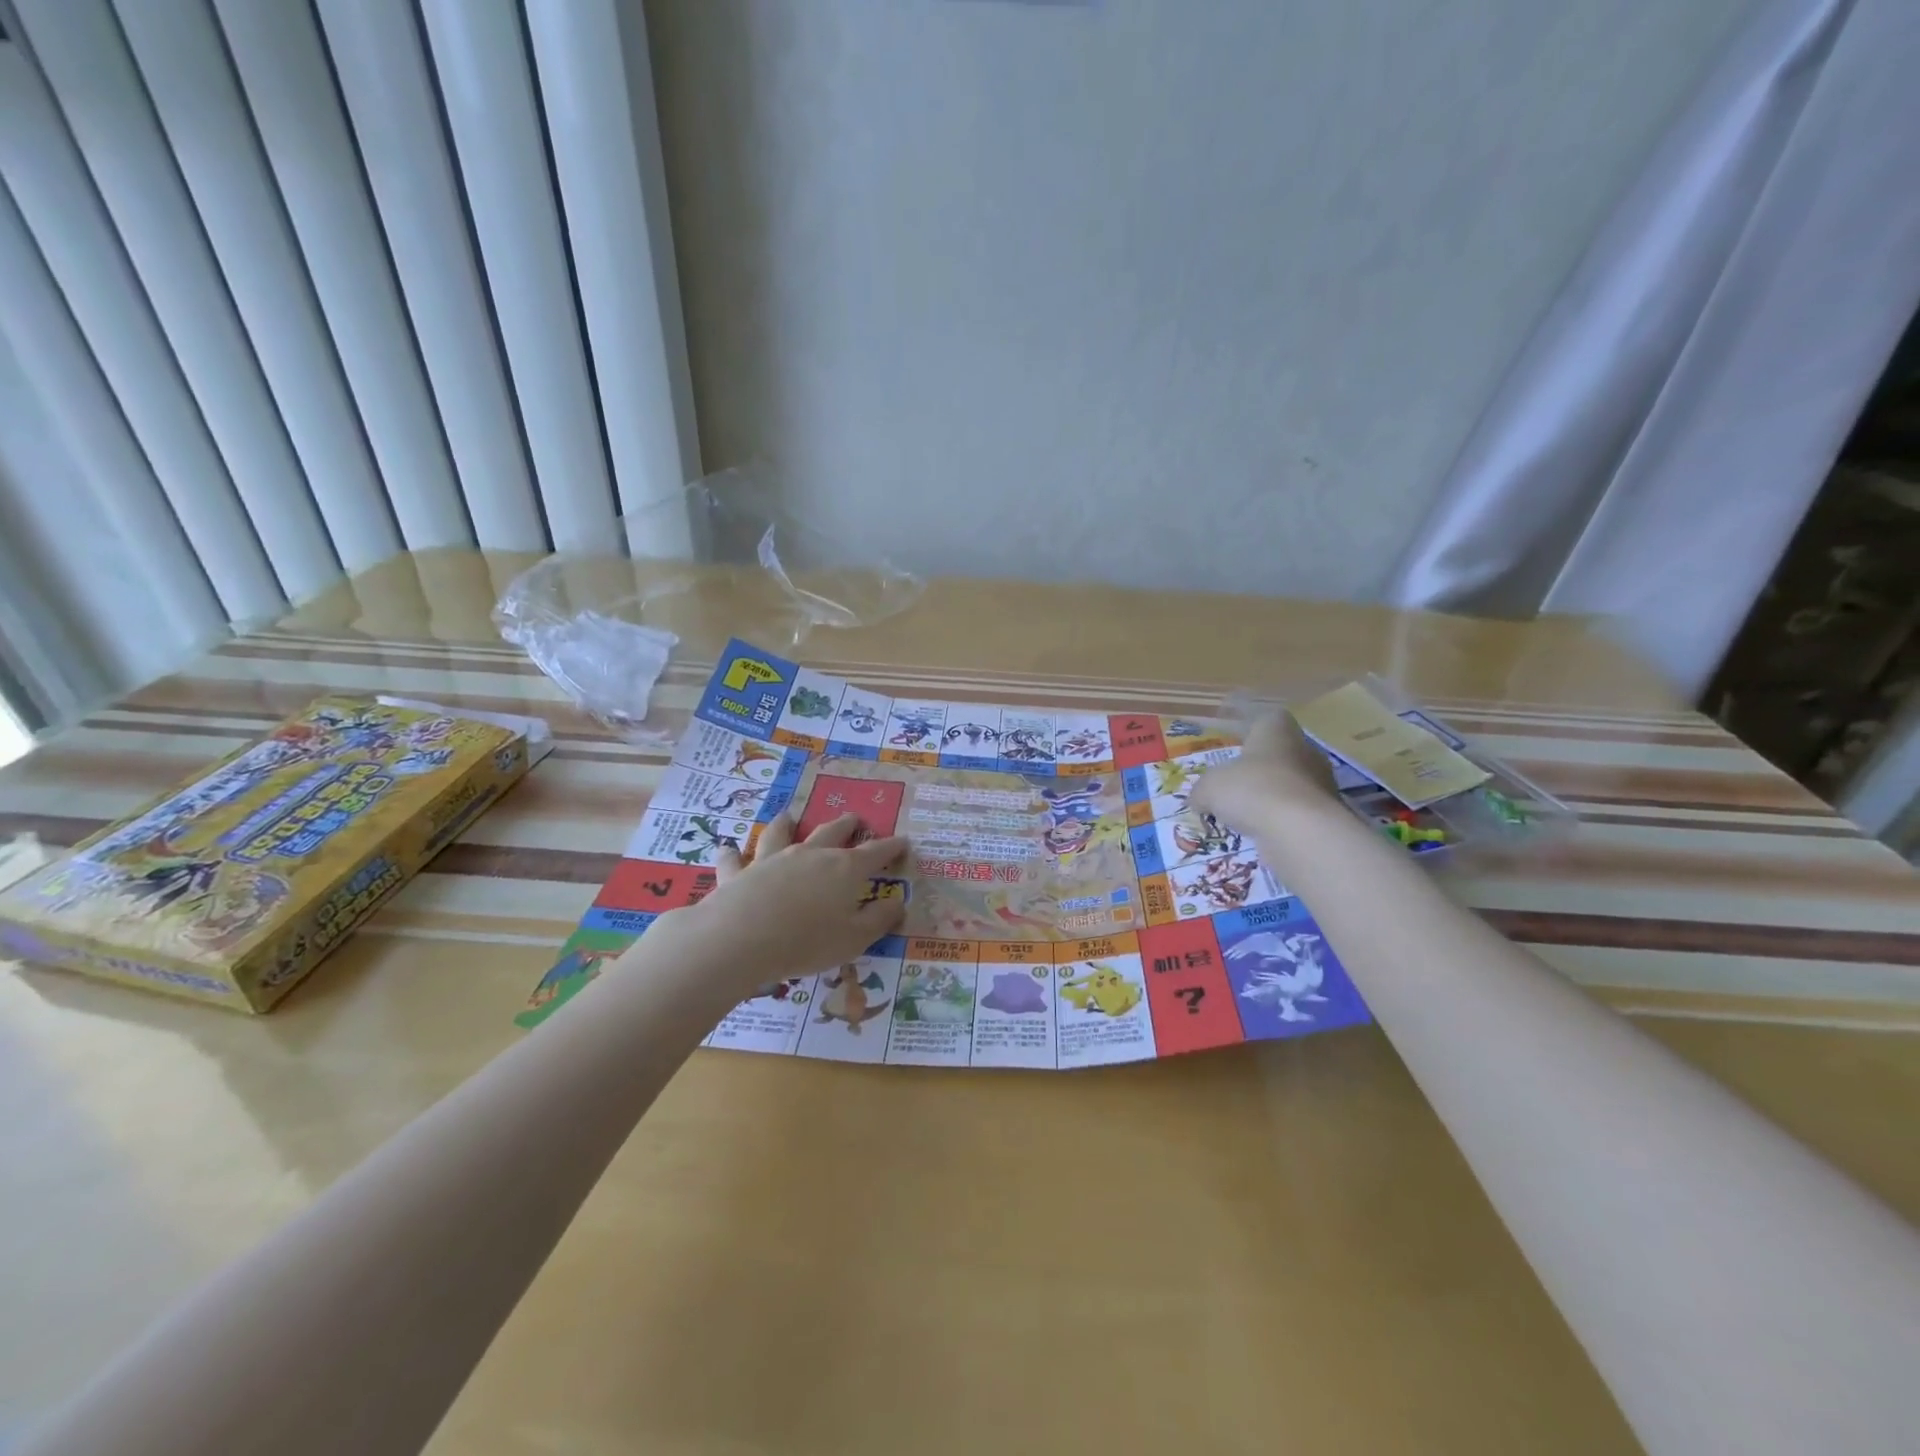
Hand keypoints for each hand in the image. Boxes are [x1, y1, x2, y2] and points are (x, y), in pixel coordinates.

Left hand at [660, 812, 910, 992]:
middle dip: (846, 825)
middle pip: (831, 832)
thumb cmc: (806, 942)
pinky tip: (727, 848)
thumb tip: (898, 902)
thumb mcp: (854, 939)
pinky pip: (734, 859)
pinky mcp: (739, 873)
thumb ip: (879, 919)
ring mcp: (771, 859)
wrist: (740, 939)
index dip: (891, 847)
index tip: (902, 841)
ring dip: (786, 824)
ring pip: (780, 834)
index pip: (875, 853)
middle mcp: (809, 855)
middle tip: (854, 819)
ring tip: (788, 817)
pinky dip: (732, 853)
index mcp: (844, 869)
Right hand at [1193, 710, 1338, 831]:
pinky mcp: (1326, 815)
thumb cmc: (1252, 790)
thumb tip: (1198, 798)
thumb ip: (1202, 790)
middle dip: (1258, 767)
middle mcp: (1305, 751)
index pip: (1269, 718)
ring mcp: (1320, 784)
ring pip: (1290, 784)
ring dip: (1270, 796)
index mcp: (1278, 731)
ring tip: (1244, 814)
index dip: (1250, 728)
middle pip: (1280, 753)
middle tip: (1234, 783)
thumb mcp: (1210, 788)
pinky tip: (1260, 833)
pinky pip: (1298, 812)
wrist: (1301, 832)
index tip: (1234, 741)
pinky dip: (1280, 820)